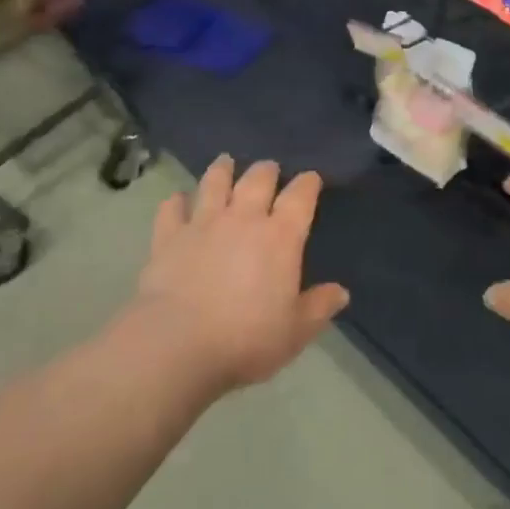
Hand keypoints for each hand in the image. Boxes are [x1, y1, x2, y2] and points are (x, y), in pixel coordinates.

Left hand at [134, 155, 349, 392]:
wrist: (176, 346)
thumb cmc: (245, 340)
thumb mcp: (294, 332)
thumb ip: (318, 308)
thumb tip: (341, 293)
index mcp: (280, 237)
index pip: (301, 196)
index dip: (308, 183)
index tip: (311, 178)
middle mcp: (243, 218)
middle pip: (258, 179)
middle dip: (266, 170)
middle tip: (269, 169)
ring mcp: (203, 223)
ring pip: (214, 182)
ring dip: (222, 170)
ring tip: (225, 162)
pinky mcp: (168, 237)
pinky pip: (172, 209)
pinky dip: (175, 201)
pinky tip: (177, 199)